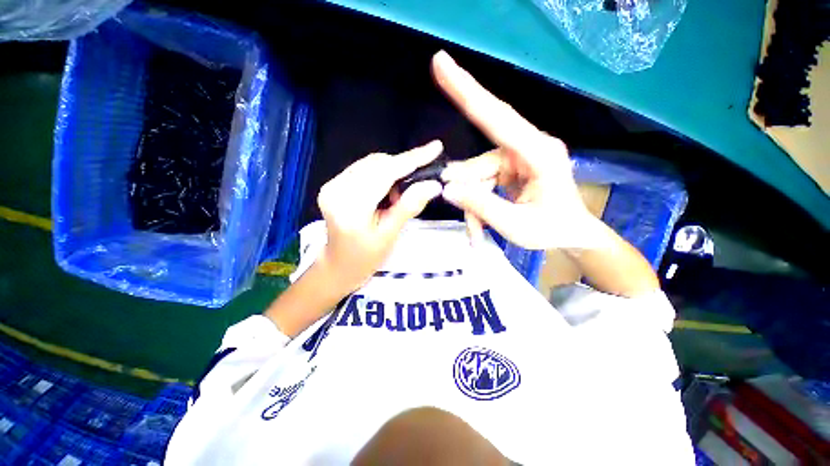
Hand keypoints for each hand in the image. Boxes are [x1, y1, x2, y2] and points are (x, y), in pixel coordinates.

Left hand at [317, 141, 444, 290]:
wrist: (338, 265)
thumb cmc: (365, 257)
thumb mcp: (389, 235)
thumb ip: (409, 207)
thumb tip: (434, 185)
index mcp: (351, 207)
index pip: (385, 173)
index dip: (412, 159)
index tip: (435, 147)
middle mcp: (336, 189)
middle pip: (377, 163)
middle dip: (402, 168)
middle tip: (418, 183)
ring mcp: (332, 185)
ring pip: (370, 164)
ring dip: (391, 172)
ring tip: (397, 197)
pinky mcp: (333, 184)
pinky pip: (363, 169)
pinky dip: (380, 175)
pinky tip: (384, 194)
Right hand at [432, 51, 602, 250]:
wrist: (571, 237)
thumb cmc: (552, 231)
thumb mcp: (514, 224)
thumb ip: (480, 204)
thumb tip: (447, 188)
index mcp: (538, 153)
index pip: (496, 117)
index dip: (466, 91)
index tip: (440, 64)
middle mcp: (527, 147)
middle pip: (479, 161)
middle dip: (467, 189)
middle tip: (463, 215)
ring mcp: (517, 158)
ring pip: (478, 176)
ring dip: (472, 204)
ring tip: (476, 232)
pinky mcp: (511, 168)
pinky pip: (483, 181)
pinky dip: (477, 203)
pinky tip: (480, 224)